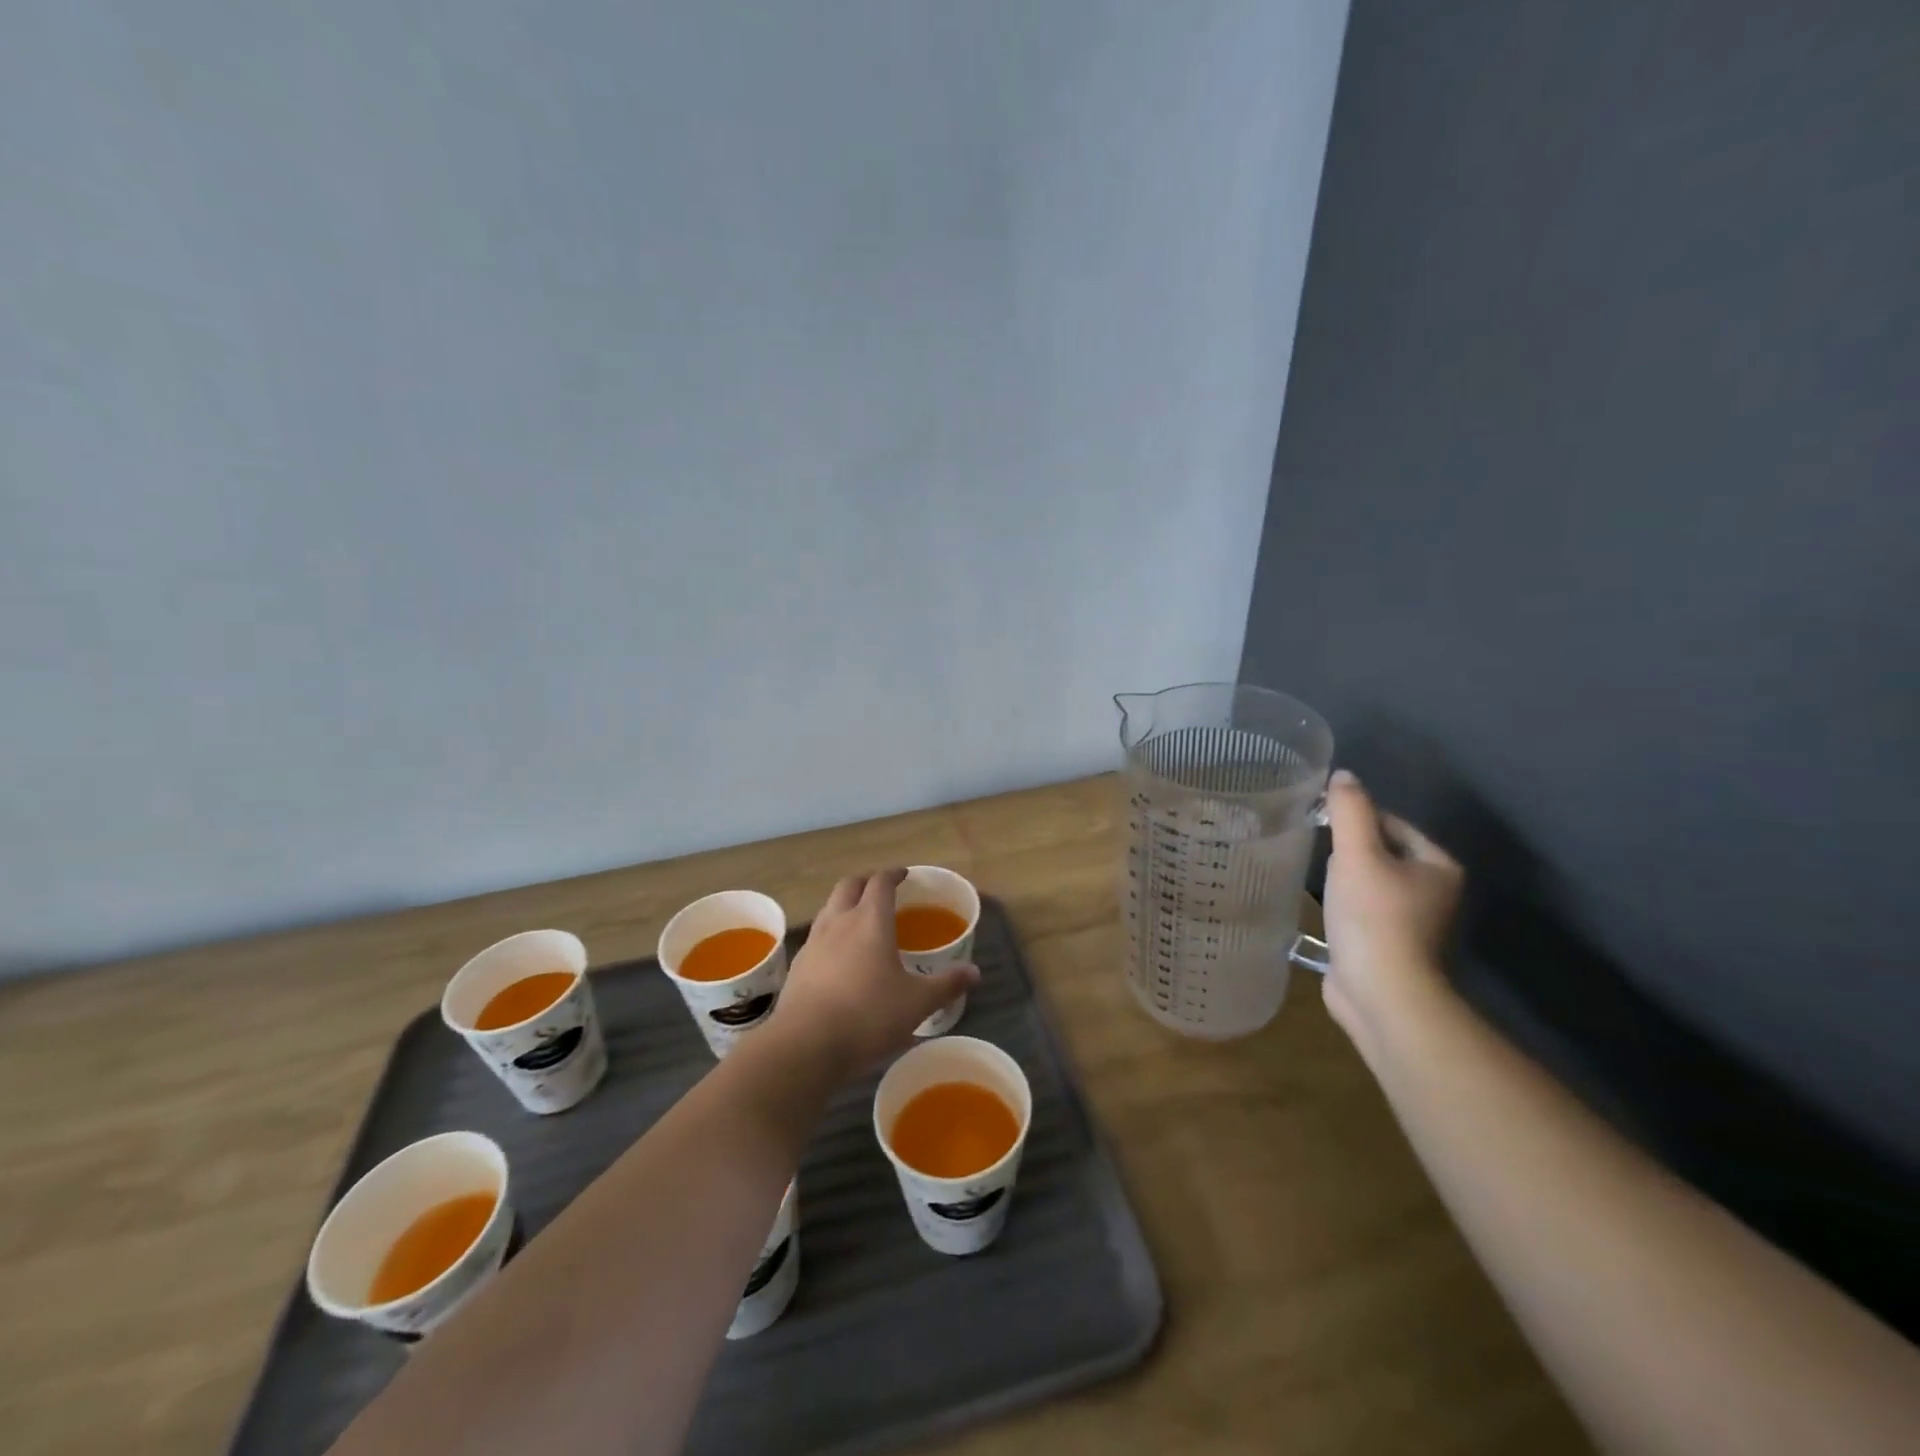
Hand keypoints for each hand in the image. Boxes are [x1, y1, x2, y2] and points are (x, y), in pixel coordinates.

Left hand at [767, 869, 978, 1081]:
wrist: (806, 1044)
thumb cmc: (868, 1015)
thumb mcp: (917, 1002)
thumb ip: (946, 984)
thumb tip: (974, 972)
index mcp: (870, 920)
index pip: (881, 882)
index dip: (893, 874)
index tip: (904, 875)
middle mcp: (839, 921)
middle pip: (849, 885)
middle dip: (866, 882)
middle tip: (881, 890)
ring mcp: (814, 942)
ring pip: (829, 907)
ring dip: (845, 904)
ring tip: (860, 919)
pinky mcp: (799, 965)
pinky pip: (817, 935)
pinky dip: (831, 933)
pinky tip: (839, 956)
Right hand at [1321, 770, 1463, 1054]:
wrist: (1382, 993)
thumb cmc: (1374, 918)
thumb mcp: (1356, 855)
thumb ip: (1349, 811)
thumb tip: (1343, 775)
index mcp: (1438, 865)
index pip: (1392, 823)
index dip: (1355, 819)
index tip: (1320, 824)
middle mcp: (1433, 891)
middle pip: (1381, 851)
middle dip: (1348, 850)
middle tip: (1318, 853)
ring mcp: (1412, 921)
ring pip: (1371, 882)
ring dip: (1344, 879)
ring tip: (1318, 879)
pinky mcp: (1390, 944)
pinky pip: (1363, 910)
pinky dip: (1344, 906)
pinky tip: (1324, 910)